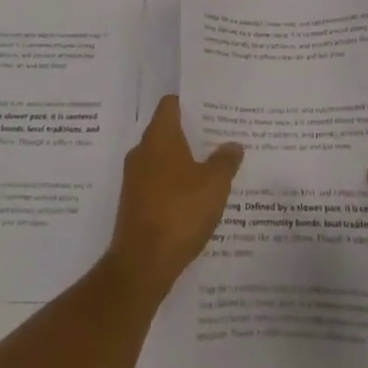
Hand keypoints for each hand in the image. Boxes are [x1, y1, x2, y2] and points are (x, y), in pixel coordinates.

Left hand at [106, 95, 242, 303]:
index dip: (189, 103)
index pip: (170, 104)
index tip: (210, 109)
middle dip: (191, 135)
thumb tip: (233, 144)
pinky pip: (156, 184)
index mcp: (159, 136)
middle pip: (167, 131)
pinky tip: (194, 201)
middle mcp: (142, 151)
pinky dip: (173, 186)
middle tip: (218, 139)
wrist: (142, 264)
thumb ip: (225, 161)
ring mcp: (134, 179)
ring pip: (162, 160)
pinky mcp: (134, 204)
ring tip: (211, 170)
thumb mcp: (214, 185)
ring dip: (182, 163)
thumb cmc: (180, 211)